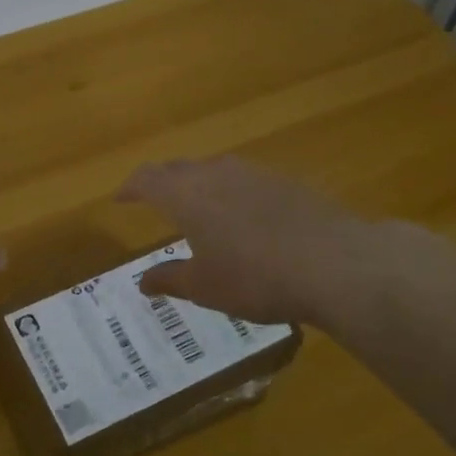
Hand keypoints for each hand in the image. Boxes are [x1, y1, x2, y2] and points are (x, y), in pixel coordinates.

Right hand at [118, 156, 455, 332]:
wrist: (335, 262)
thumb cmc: (256, 278)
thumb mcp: (206, 287)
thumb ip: (170, 279)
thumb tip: (143, 281)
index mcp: (186, 196)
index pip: (147, 179)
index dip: (130, 188)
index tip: (120, 199)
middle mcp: (216, 173)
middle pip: (178, 168)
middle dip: (161, 182)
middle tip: (152, 199)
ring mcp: (254, 172)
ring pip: (213, 169)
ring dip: (197, 184)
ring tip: (197, 206)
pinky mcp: (285, 181)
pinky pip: (244, 179)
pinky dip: (230, 191)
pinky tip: (243, 215)